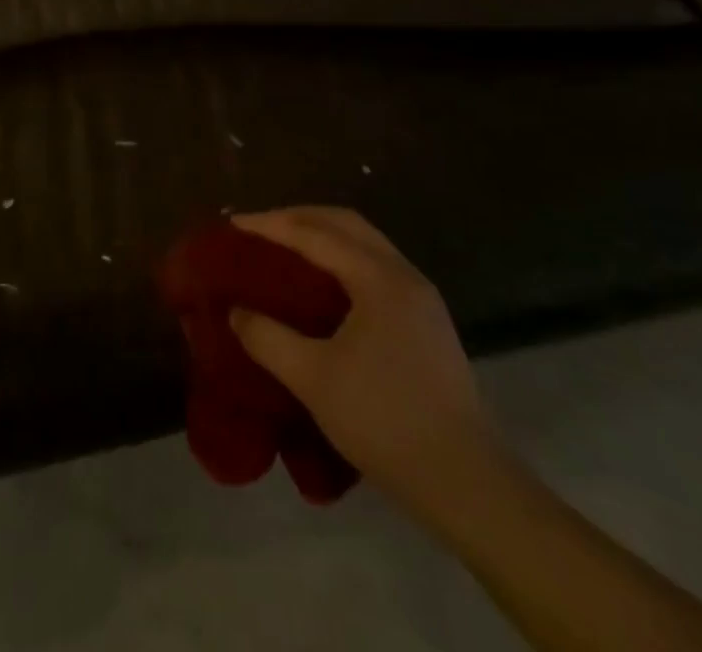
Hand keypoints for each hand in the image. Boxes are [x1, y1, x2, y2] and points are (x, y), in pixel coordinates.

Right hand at [229, 206, 505, 526]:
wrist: (467, 484)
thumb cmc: (385, 421)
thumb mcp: (313, 379)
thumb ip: (267, 338)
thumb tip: (235, 311)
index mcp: (379, 280)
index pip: (315, 234)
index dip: (271, 225)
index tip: (234, 224)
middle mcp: (404, 275)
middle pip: (346, 223)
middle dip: (298, 217)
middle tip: (259, 228)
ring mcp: (421, 298)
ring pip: (365, 242)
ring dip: (322, 235)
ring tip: (284, 246)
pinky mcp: (427, 322)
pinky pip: (376, 266)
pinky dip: (341, 257)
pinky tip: (322, 281)